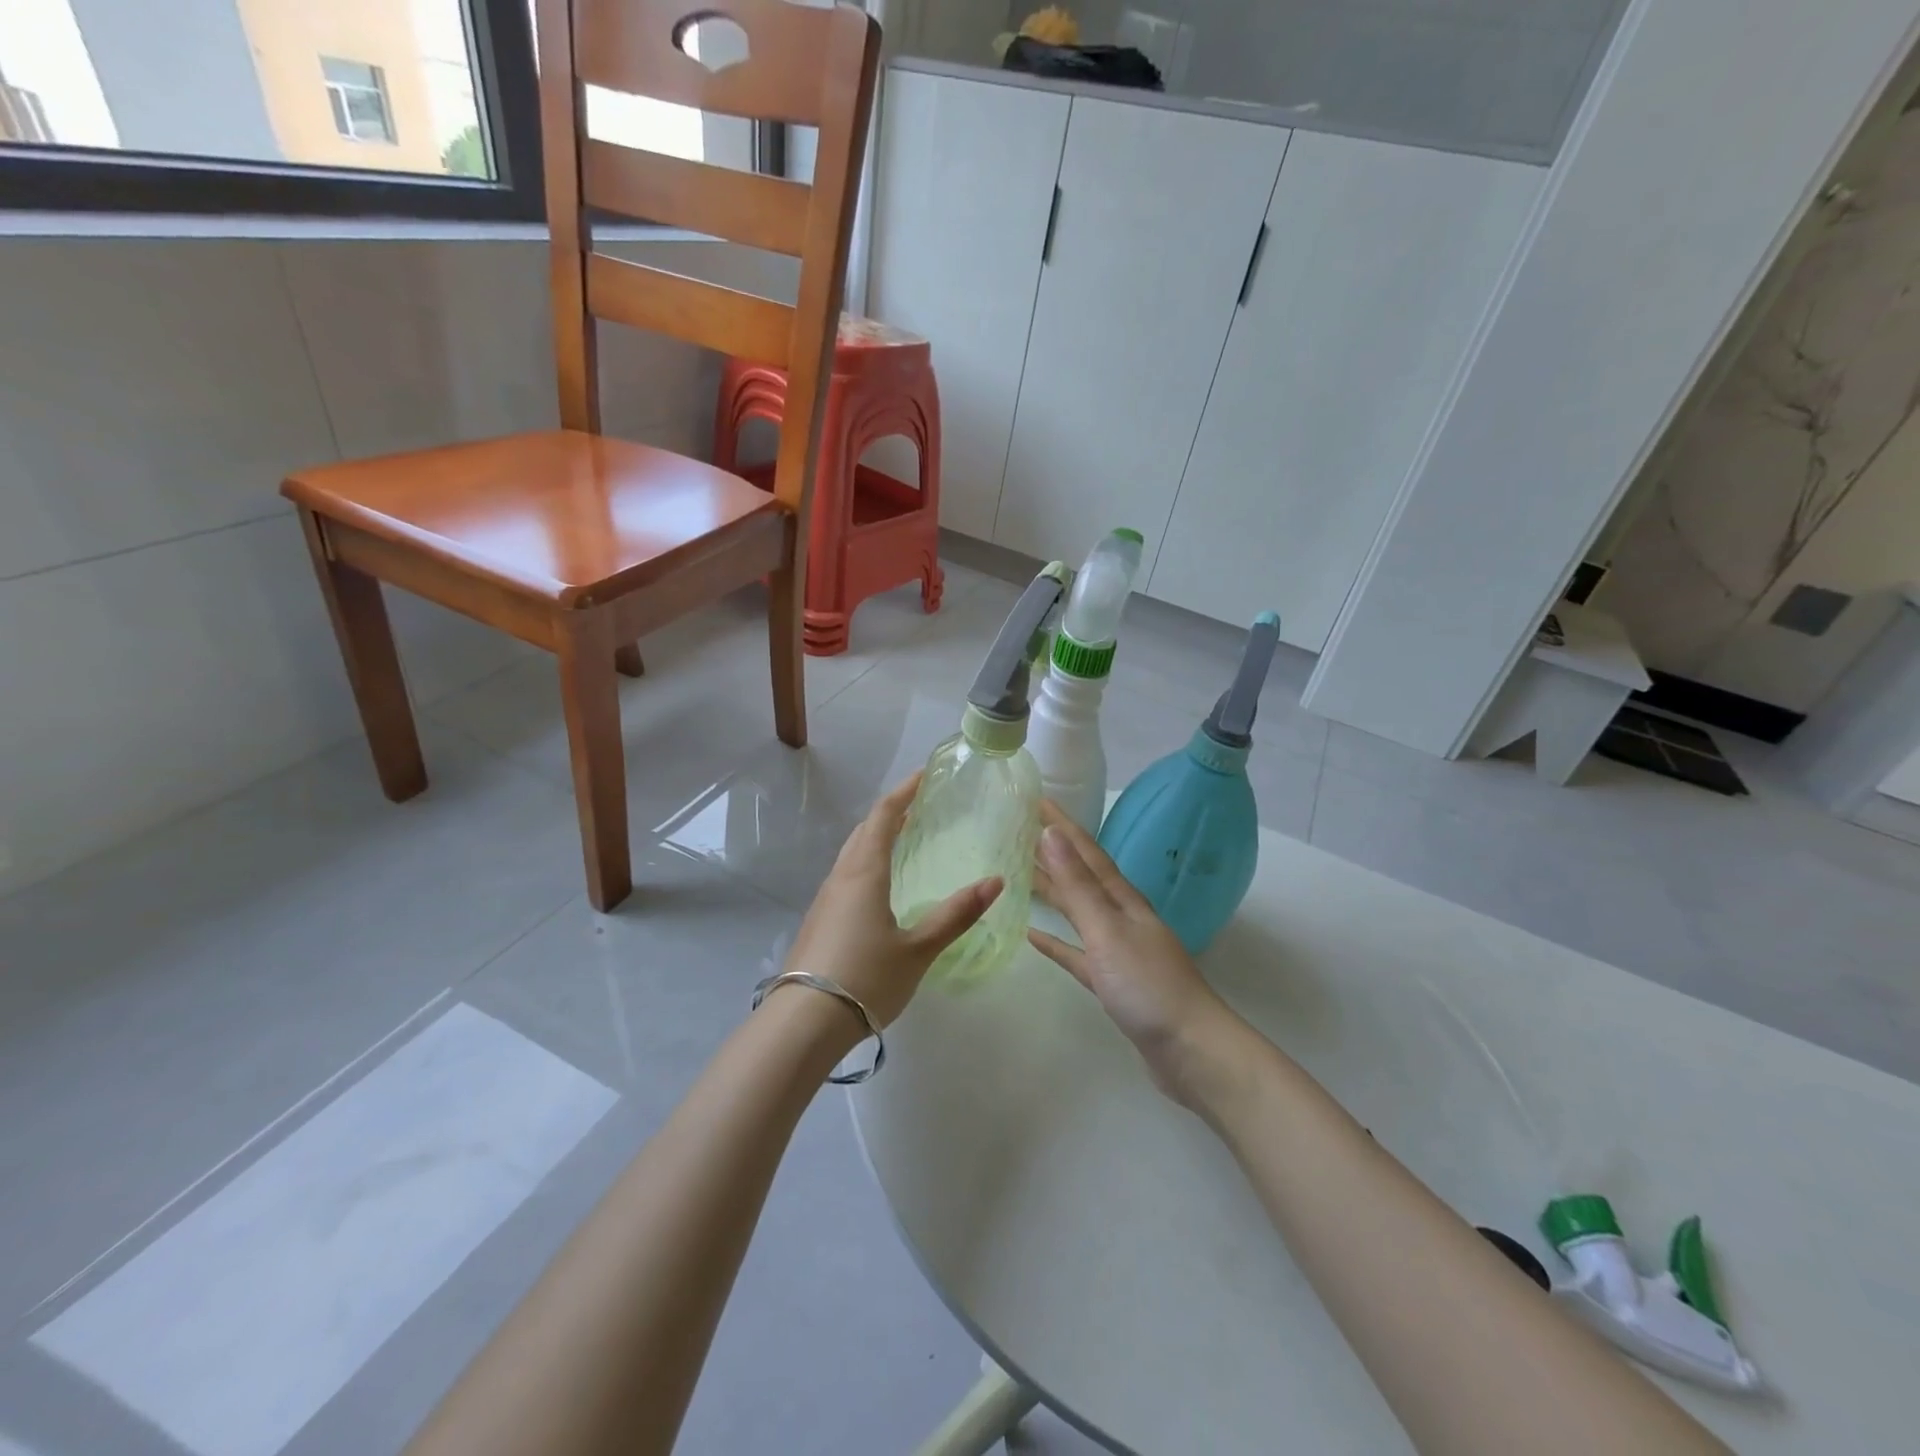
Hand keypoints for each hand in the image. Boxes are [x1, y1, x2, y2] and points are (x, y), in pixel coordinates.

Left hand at [780, 773, 1001, 1034]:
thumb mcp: (919, 949)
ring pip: (851, 853)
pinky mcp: (819, 920)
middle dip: (890, 812)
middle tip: (919, 806)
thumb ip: (956, 915)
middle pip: (864, 830)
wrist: (804, 1022)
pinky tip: (879, 885)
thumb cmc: (867, 978)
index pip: (883, 817)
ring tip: (902, 839)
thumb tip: (996, 881)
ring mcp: (825, 899)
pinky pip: (845, 875)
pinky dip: (865, 861)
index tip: (924, 776)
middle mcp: (841, 877)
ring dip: (875, 837)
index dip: (903, 792)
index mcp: (865, 873)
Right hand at [1028, 801, 1240, 1107]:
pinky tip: (1034, 936)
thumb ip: (1078, 885)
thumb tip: (1052, 833)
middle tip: (1018, 832)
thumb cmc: (1148, 986)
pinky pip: (1076, 953)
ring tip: (1020, 874)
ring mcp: (1118, 950)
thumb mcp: (1108, 930)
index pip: (1087, 852)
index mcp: (1123, 900)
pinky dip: (1056, 942)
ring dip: (1052, 892)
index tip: (1036, 799)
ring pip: (1078, 912)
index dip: (1061, 825)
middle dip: (1053, 853)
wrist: (1192, 1051)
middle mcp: (1121, 917)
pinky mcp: (1111, 982)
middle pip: (1081, 877)